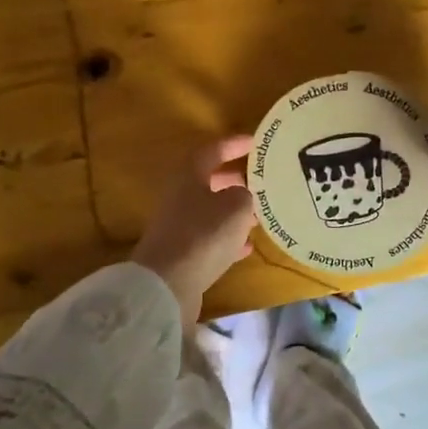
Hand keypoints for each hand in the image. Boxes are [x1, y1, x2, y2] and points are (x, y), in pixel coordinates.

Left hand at [132, 136, 256, 323]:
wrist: (167, 285)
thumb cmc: (203, 235)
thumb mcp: (236, 207)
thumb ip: (244, 195)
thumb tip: (242, 196)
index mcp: (188, 176)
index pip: (211, 150)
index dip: (233, 144)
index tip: (255, 143)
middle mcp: (179, 197)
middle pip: (208, 181)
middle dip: (234, 179)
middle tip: (260, 180)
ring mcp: (178, 227)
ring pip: (210, 211)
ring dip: (233, 211)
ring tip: (259, 215)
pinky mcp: (181, 254)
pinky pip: (209, 239)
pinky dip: (228, 239)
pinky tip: (247, 247)